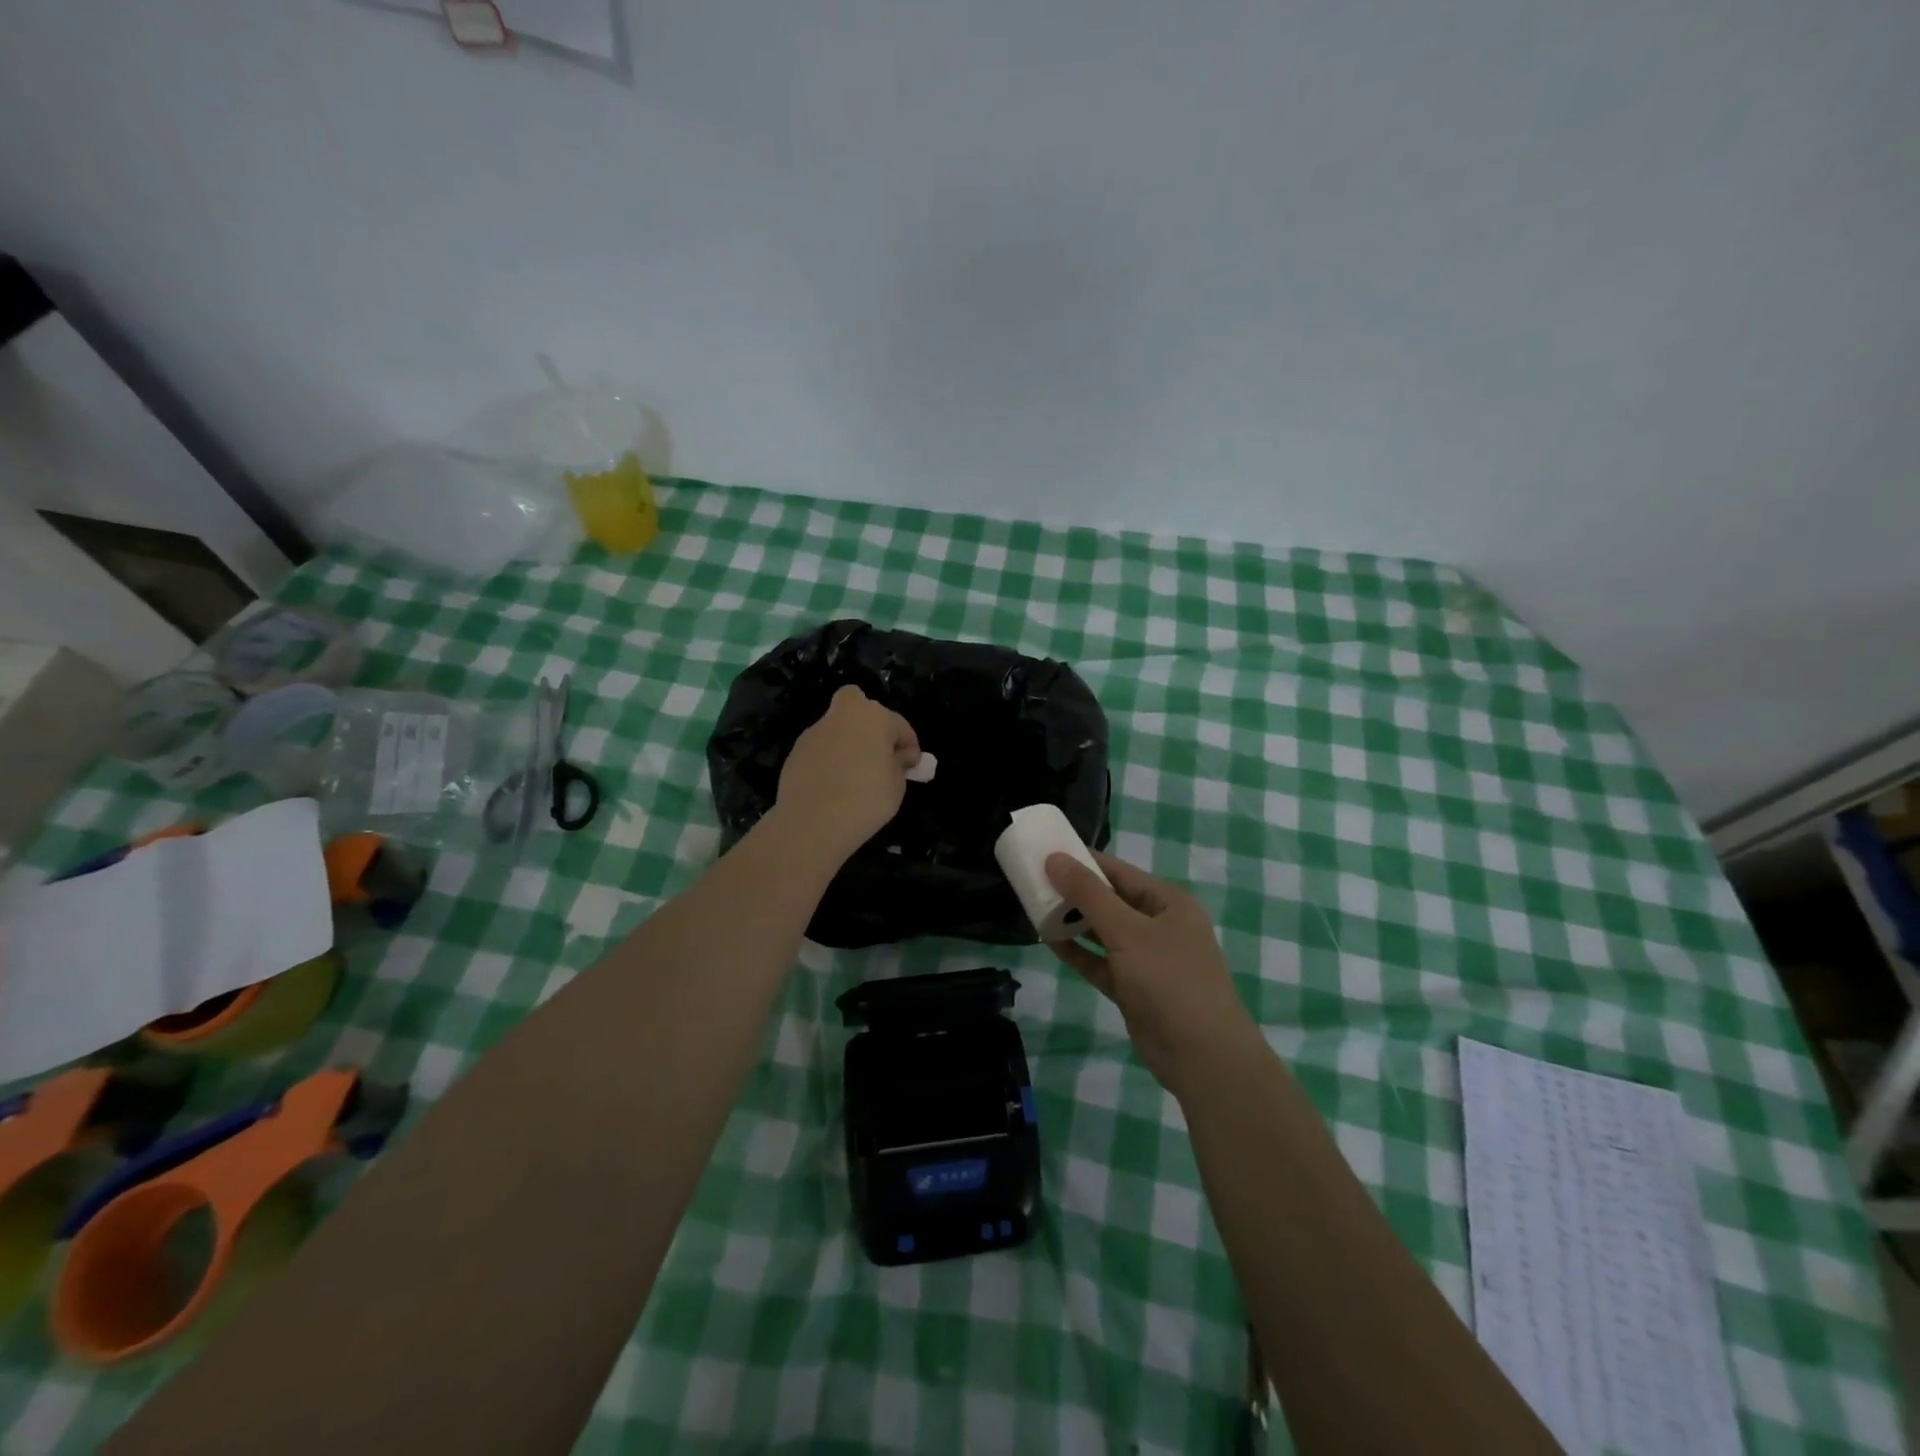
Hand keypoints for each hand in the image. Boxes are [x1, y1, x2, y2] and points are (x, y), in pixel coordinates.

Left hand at [773, 686, 920, 862]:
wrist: (813, 821)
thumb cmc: (867, 799)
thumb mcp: (897, 785)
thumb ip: (899, 764)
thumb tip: (898, 756)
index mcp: (873, 717)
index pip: (899, 725)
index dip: (909, 745)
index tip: (911, 765)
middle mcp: (842, 715)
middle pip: (857, 705)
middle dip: (869, 722)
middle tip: (877, 750)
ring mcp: (814, 732)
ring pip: (836, 727)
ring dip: (847, 742)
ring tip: (853, 775)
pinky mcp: (795, 752)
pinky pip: (820, 749)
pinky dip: (828, 759)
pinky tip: (832, 785)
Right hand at [1045, 851, 1262, 1098]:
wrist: (1202, 1055)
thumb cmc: (1169, 980)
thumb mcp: (1127, 931)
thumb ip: (1089, 894)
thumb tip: (1054, 859)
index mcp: (1168, 902)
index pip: (1119, 871)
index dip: (1083, 860)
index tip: (1046, 852)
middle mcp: (1159, 925)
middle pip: (1110, 900)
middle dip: (1075, 892)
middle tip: (1034, 882)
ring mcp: (1147, 959)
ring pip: (1103, 932)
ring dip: (1073, 922)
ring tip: (1035, 908)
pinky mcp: (1134, 988)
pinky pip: (1100, 962)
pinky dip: (1078, 952)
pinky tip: (1049, 941)